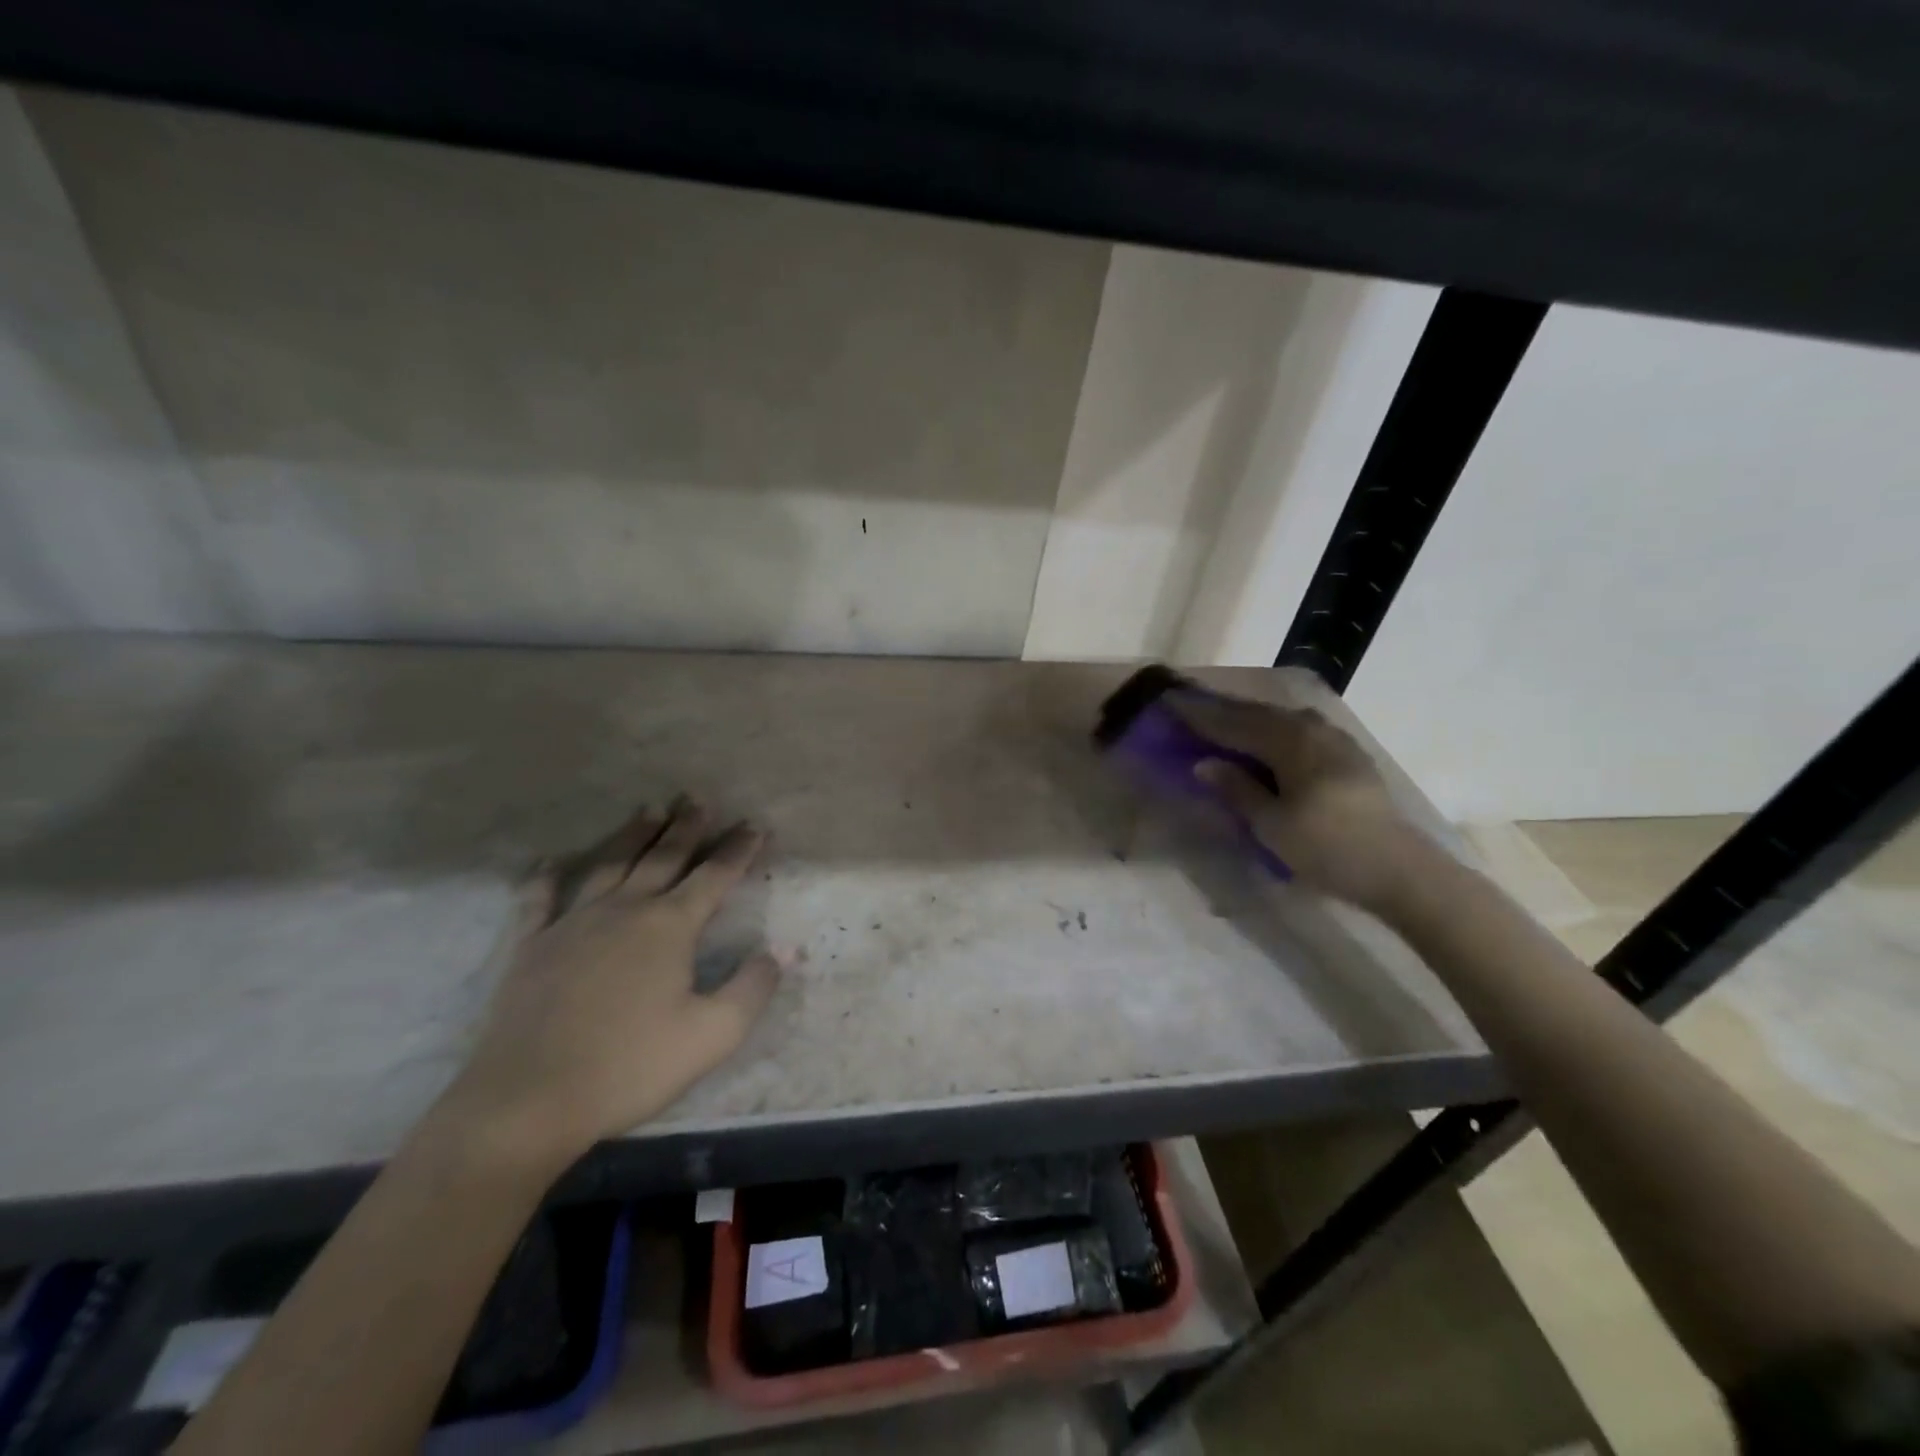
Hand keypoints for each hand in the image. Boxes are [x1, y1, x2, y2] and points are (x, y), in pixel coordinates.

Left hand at [443, 798, 783, 1164]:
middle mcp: (624, 910)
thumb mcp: (712, 1035)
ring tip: (650, 810)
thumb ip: (753, 987)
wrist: (528, 1099)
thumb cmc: (630, 1066)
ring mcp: (573, 923)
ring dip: (633, 835)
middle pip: (663, 857)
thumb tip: (784, 950)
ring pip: (610, 865)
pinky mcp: (532, 946)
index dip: (738, 850)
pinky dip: (547, 877)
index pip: (714, 876)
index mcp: (669, 926)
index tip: (754, 825)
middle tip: (699, 799)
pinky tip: (552, 862)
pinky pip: (540, 900)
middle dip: (687, 827)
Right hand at [1173, 695, 1432, 913]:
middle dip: (1222, 711)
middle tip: (1190, 707)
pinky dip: (1273, 730)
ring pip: (1280, 720)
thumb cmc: (1327, 849)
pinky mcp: (1348, 755)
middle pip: (1257, 714)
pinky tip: (1267, 738)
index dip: (1201, 716)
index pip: (1234, 723)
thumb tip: (1204, 763)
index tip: (1171, 703)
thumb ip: (1237, 789)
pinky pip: (1298, 730)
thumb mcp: (1272, 825)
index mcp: (1289, 742)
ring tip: (1223, 720)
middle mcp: (1312, 730)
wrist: (1399, 870)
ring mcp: (1335, 740)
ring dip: (1248, 719)